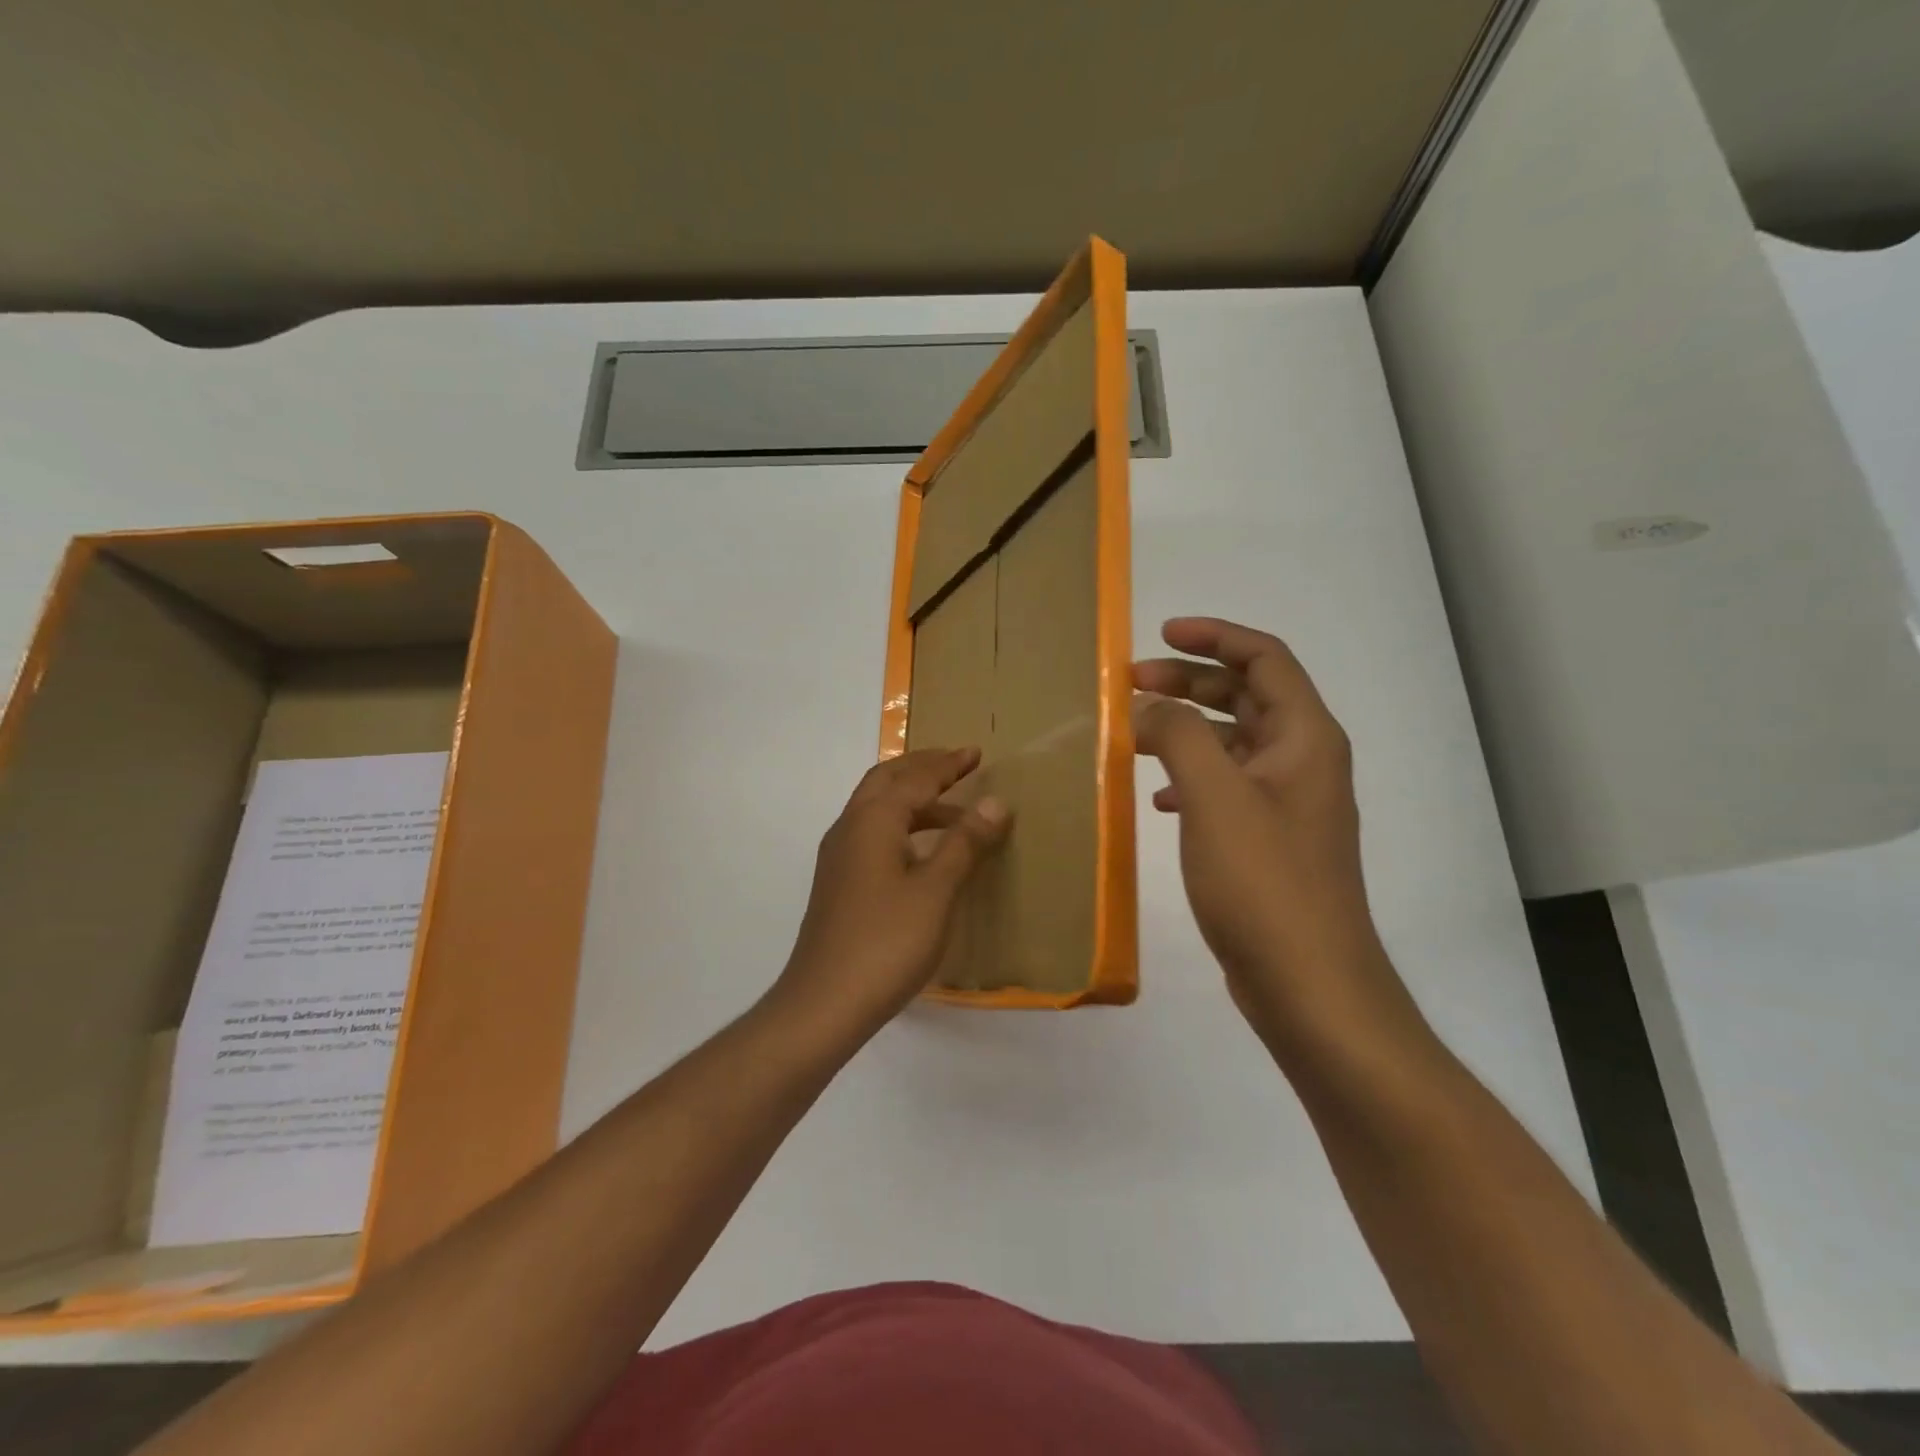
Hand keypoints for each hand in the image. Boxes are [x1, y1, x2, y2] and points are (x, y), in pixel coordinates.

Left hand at [769, 748, 1008, 1045]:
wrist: (824, 1003)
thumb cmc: (887, 942)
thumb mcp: (936, 891)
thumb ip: (964, 843)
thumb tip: (994, 801)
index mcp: (872, 821)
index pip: (915, 778)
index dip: (948, 764)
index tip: (976, 753)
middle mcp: (850, 828)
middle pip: (887, 781)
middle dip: (923, 769)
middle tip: (959, 766)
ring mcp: (839, 856)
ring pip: (877, 809)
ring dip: (913, 800)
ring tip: (955, 813)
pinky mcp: (838, 883)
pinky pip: (873, 834)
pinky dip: (901, 826)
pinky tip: (922, 852)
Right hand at [1133, 618, 1389, 1046]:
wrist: (1308, 983)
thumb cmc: (1264, 881)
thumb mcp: (1214, 796)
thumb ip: (1178, 735)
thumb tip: (1147, 706)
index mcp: (1304, 737)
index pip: (1263, 658)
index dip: (1214, 637)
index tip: (1160, 634)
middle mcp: (1302, 761)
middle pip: (1245, 696)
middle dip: (1188, 682)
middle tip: (1130, 684)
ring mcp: (1287, 804)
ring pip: (1231, 742)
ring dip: (1184, 729)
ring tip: (1132, 734)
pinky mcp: (1267, 840)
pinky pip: (1225, 786)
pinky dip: (1189, 776)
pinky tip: (1156, 796)